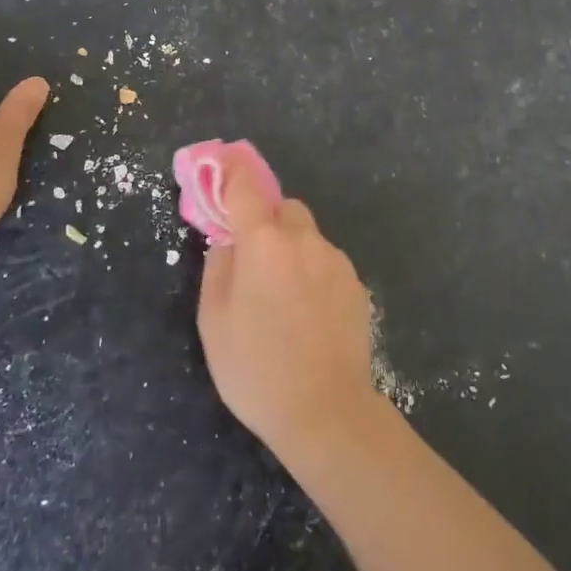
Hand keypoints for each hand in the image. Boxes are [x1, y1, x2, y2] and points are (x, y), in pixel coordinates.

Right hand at [196, 156, 378, 460]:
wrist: (325, 410)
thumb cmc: (256, 367)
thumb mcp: (214, 321)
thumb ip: (218, 268)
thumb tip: (227, 242)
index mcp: (263, 243)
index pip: (246, 188)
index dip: (234, 170)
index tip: (225, 160)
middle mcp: (303, 240)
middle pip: (284, 209)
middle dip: (267, 223)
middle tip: (254, 260)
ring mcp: (335, 260)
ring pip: (308, 237)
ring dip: (292, 251)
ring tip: (283, 300)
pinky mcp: (356, 284)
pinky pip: (327, 264)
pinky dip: (313, 274)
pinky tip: (308, 316)